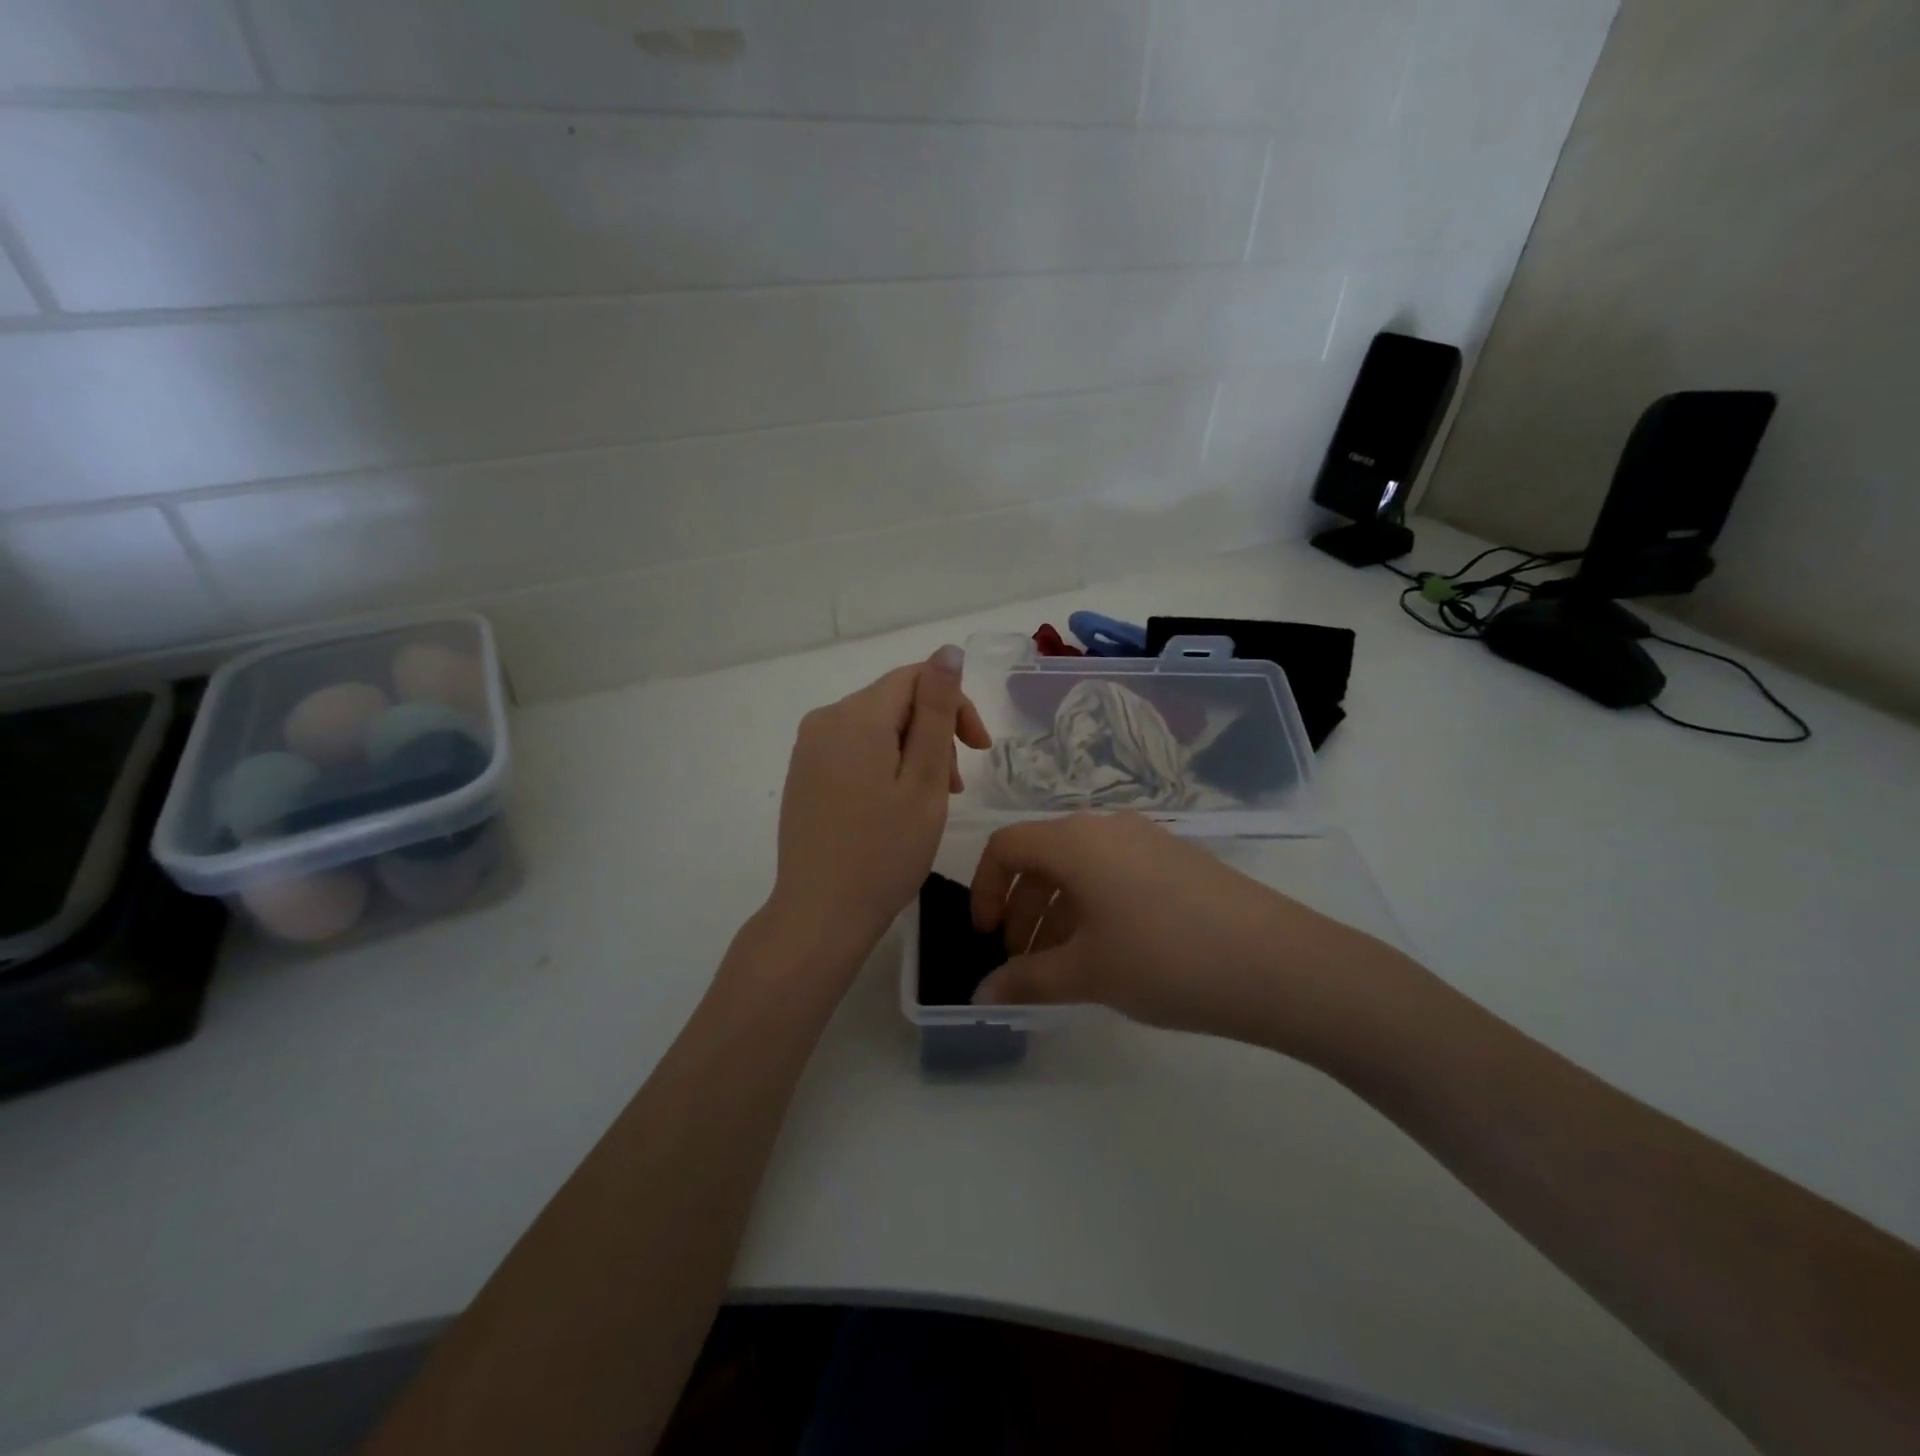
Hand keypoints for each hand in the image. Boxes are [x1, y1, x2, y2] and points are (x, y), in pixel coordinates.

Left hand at [766, 647, 990, 973]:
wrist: (820, 915)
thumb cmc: (884, 852)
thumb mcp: (925, 780)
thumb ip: (937, 712)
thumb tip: (947, 651)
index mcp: (855, 716)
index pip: (916, 679)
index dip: (955, 705)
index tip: (981, 749)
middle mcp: (825, 719)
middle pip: (894, 701)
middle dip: (935, 731)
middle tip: (957, 785)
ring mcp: (808, 748)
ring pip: (876, 726)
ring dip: (913, 750)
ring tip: (933, 798)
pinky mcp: (803, 773)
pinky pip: (854, 749)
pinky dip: (885, 764)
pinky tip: (896, 803)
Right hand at [970, 812, 1414, 1059]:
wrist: (1278, 963)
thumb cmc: (1164, 960)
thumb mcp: (1087, 974)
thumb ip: (1026, 981)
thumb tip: (982, 993)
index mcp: (1075, 841)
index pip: (1005, 846)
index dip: (984, 889)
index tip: (986, 937)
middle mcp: (1107, 827)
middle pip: (1042, 856)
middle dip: (1021, 908)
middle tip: (1021, 960)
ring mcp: (1147, 840)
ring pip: (1080, 868)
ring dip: (1057, 912)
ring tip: (1062, 966)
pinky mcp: (1177, 860)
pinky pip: (1115, 873)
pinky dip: (1093, 907)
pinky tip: (1108, 953)